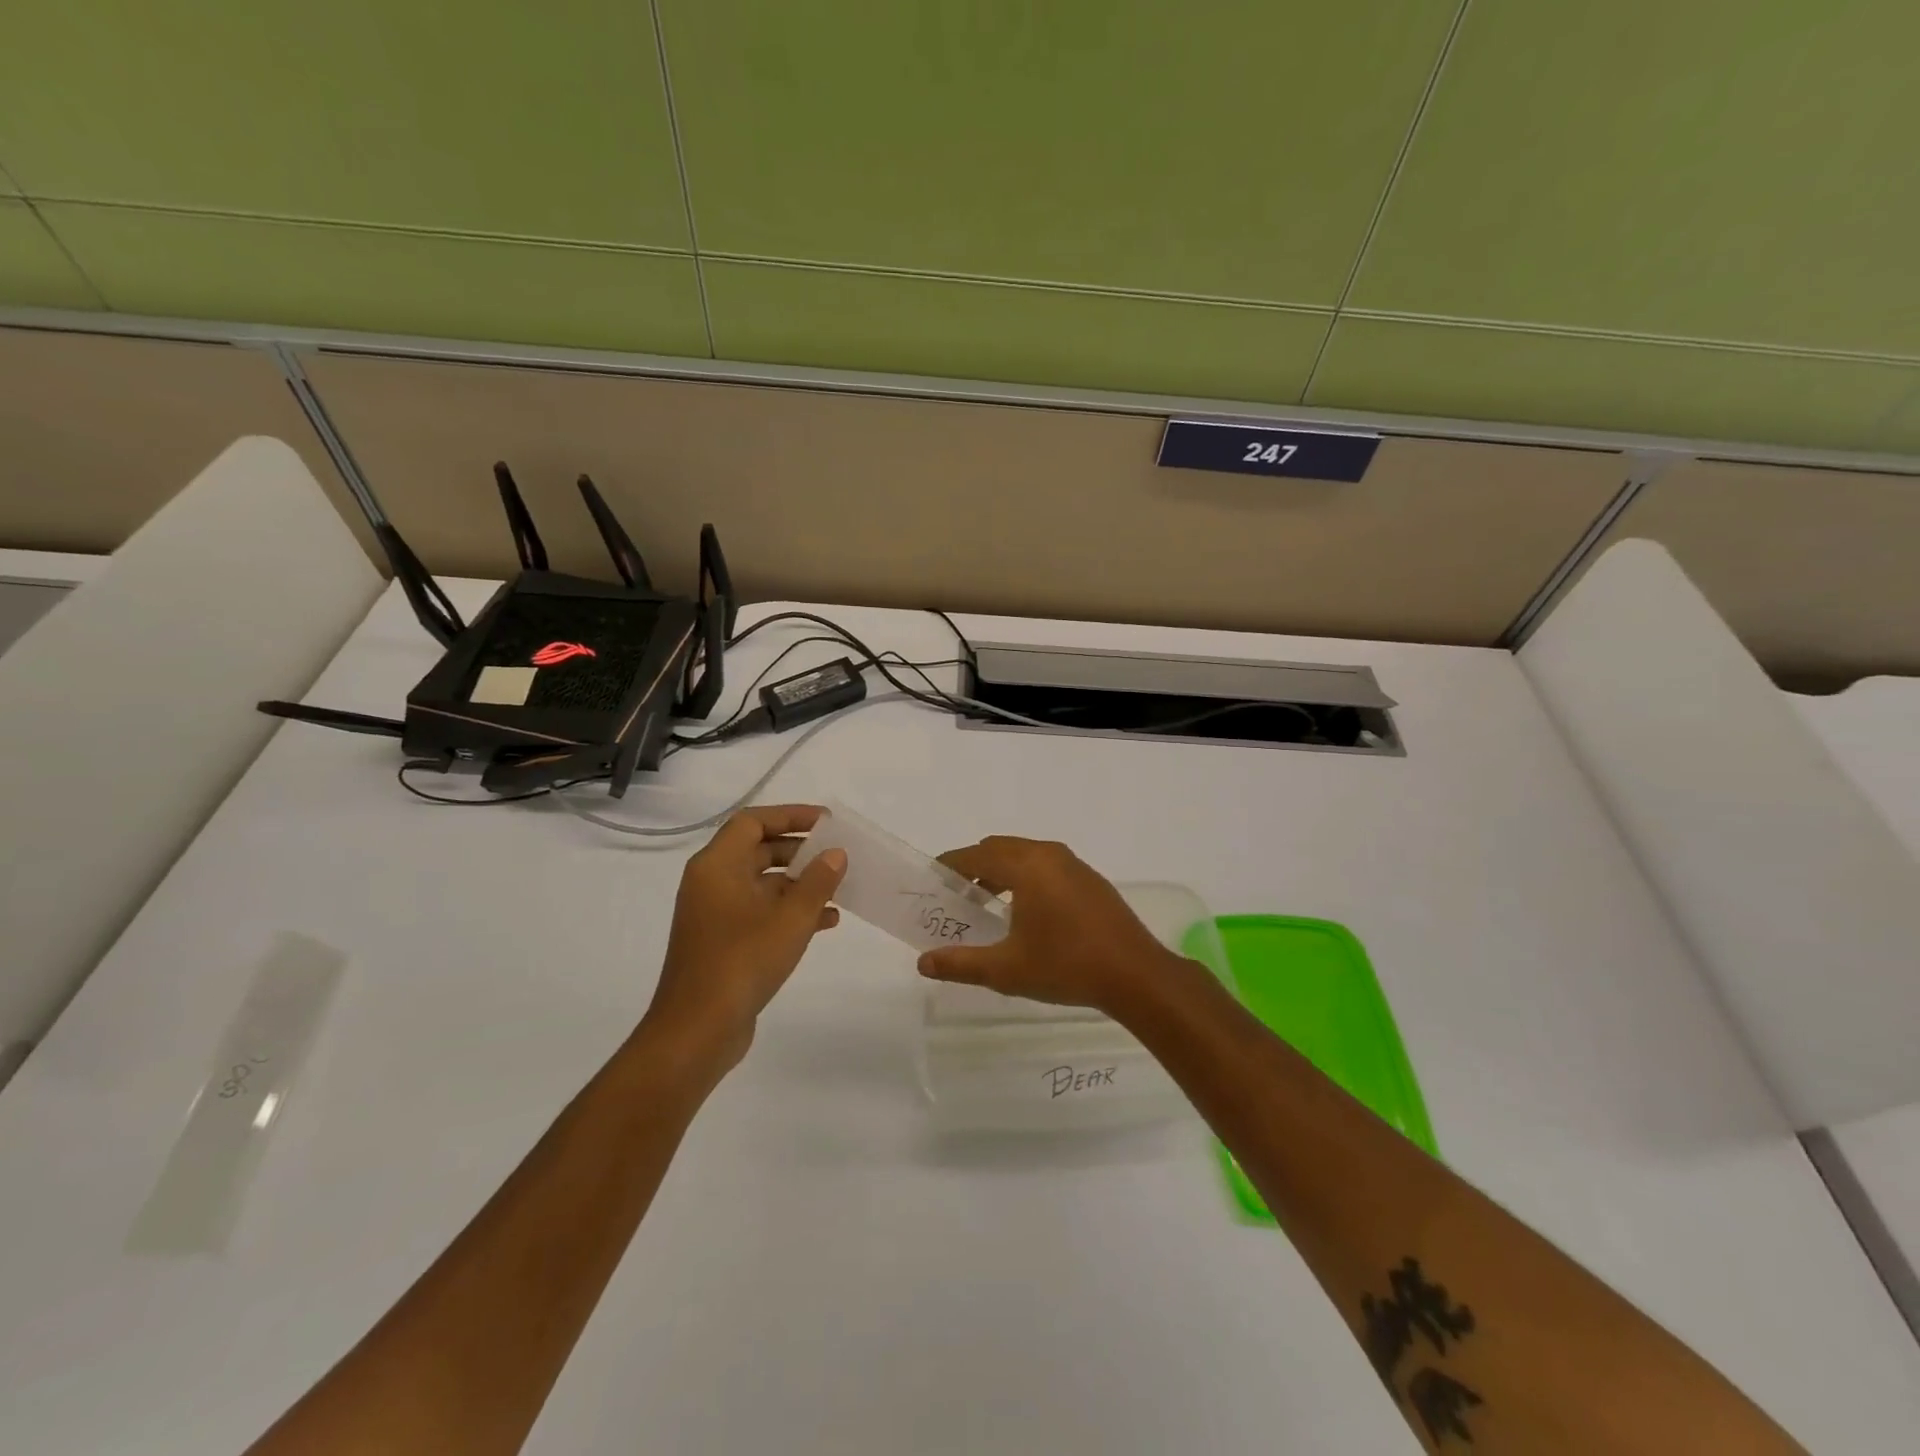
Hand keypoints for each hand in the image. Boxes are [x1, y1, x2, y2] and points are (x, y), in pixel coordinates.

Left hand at [642, 805, 846, 1071]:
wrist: (697, 1031)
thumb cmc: (742, 962)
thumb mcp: (790, 918)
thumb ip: (817, 881)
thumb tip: (835, 854)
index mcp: (716, 866)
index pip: (752, 822)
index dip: (790, 816)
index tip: (827, 822)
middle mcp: (712, 883)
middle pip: (758, 850)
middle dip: (800, 850)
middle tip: (837, 854)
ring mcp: (716, 914)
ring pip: (763, 884)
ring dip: (800, 884)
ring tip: (840, 888)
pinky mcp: (724, 942)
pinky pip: (761, 912)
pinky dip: (790, 911)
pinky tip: (828, 922)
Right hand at [919, 837, 1183, 1015]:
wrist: (1135, 974)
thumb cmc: (1066, 966)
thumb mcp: (1006, 970)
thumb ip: (961, 963)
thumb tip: (923, 963)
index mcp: (1026, 866)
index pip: (976, 854)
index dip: (950, 865)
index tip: (932, 880)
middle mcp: (1049, 854)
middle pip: (1000, 848)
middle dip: (974, 866)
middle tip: (956, 895)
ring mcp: (1074, 865)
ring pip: (1025, 856)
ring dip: (1001, 871)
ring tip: (986, 904)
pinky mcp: (1090, 879)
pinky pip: (1047, 866)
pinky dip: (1026, 877)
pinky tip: (1025, 911)